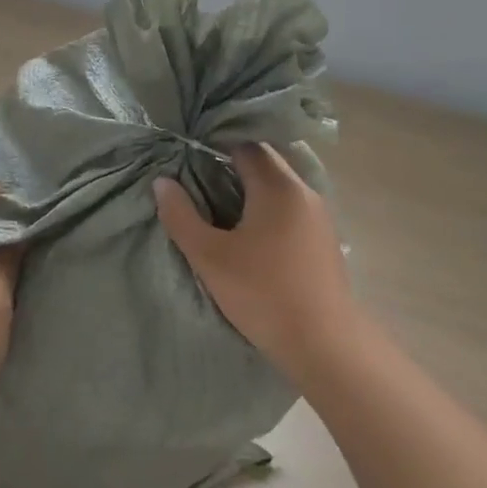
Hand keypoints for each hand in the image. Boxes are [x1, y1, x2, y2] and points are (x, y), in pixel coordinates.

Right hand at [155, 145, 362, 384]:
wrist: (324, 343)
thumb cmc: (262, 293)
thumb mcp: (209, 257)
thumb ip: (181, 216)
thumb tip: (162, 182)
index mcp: (277, 186)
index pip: (245, 144)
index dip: (216, 145)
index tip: (189, 157)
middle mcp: (303, 191)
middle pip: (265, 161)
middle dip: (232, 166)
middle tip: (198, 181)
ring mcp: (319, 215)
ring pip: (280, 185)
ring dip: (251, 188)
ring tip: (219, 206)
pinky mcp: (324, 239)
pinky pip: (291, 207)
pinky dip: (268, 208)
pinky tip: (250, 232)